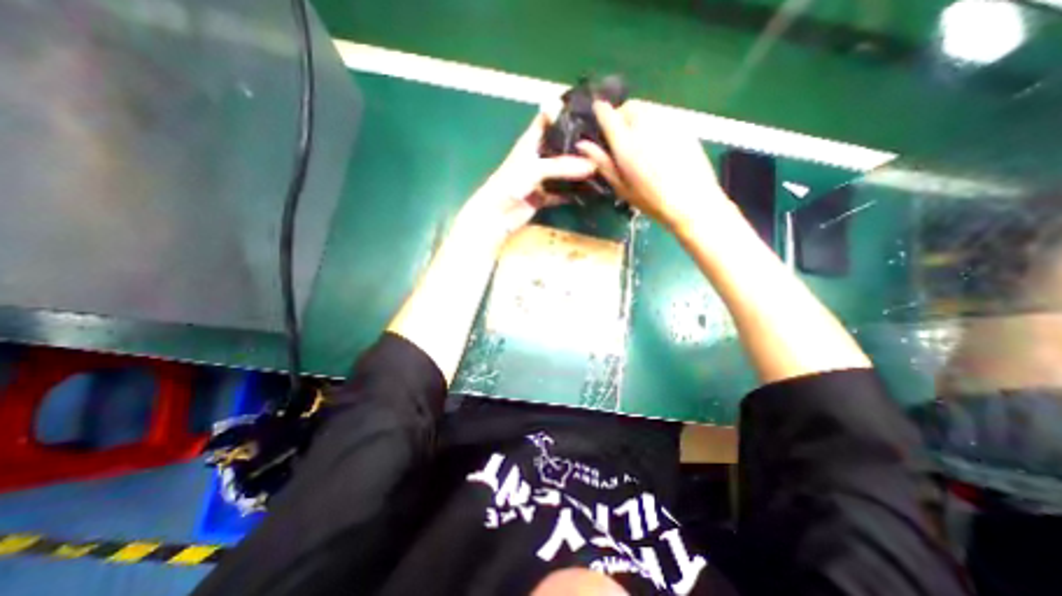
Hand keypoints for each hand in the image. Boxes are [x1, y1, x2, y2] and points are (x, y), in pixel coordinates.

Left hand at [462, 108, 599, 240]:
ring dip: (578, 170)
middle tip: (604, 139)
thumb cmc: (511, 183)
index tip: (588, 107)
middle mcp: (538, 157)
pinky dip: (572, 193)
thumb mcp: (536, 168)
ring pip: (563, 171)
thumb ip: (563, 166)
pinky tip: (590, 190)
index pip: (548, 120)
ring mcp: (541, 178)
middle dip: (578, 144)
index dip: (564, 112)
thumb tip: (593, 165)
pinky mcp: (543, 197)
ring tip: (602, 163)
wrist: (497, 215)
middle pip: (560, 147)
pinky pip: (561, 193)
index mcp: (531, 141)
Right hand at [572, 100, 731, 233]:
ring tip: (640, 141)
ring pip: (648, 108)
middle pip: (629, 106)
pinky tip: (658, 145)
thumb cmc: (652, 201)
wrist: (692, 202)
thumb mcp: (621, 187)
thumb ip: (602, 163)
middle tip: (621, 137)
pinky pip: (663, 115)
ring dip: (638, 118)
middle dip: (621, 115)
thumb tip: (582, 144)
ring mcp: (667, 123)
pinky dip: (655, 123)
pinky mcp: (683, 125)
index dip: (600, 111)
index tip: (598, 115)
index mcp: (626, 144)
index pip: (608, 114)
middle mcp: (645, 126)